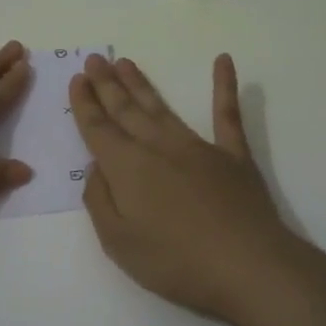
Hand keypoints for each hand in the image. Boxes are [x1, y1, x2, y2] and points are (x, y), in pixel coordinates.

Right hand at [70, 52, 324, 325]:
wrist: (247, 266)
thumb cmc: (176, 261)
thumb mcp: (118, 242)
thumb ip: (100, 200)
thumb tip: (97, 167)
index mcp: (127, 168)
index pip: (98, 129)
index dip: (85, 104)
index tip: (78, 79)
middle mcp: (158, 147)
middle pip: (126, 110)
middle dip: (107, 85)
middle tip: (95, 58)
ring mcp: (197, 147)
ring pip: (162, 107)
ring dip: (141, 84)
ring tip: (125, 62)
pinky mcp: (233, 155)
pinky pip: (227, 114)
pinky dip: (225, 86)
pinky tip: (223, 61)